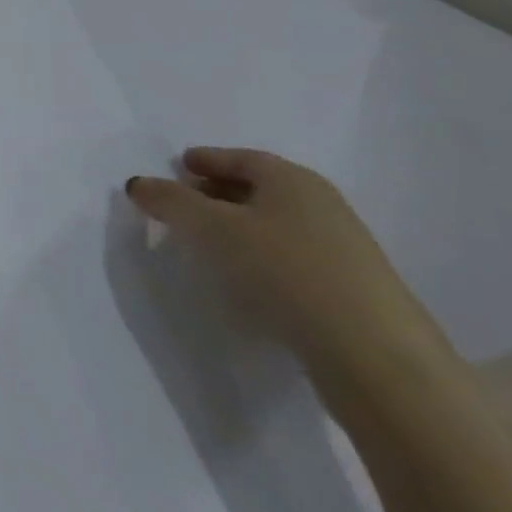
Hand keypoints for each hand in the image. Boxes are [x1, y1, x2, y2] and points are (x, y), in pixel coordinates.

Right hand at [126, 147, 451, 393]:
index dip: (205, 159)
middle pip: (259, 188)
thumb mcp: (210, 227)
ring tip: (203, 241)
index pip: (241, 158)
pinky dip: (258, 254)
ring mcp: (341, 249)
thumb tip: (139, 183)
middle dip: (216, 191)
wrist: (373, 354)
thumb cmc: (283, 269)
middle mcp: (321, 206)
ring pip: (274, 223)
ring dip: (236, 225)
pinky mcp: (347, 288)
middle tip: (181, 203)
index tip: (176, 166)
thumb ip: (169, 200)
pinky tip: (240, 274)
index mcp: (294, 181)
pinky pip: (289, 255)